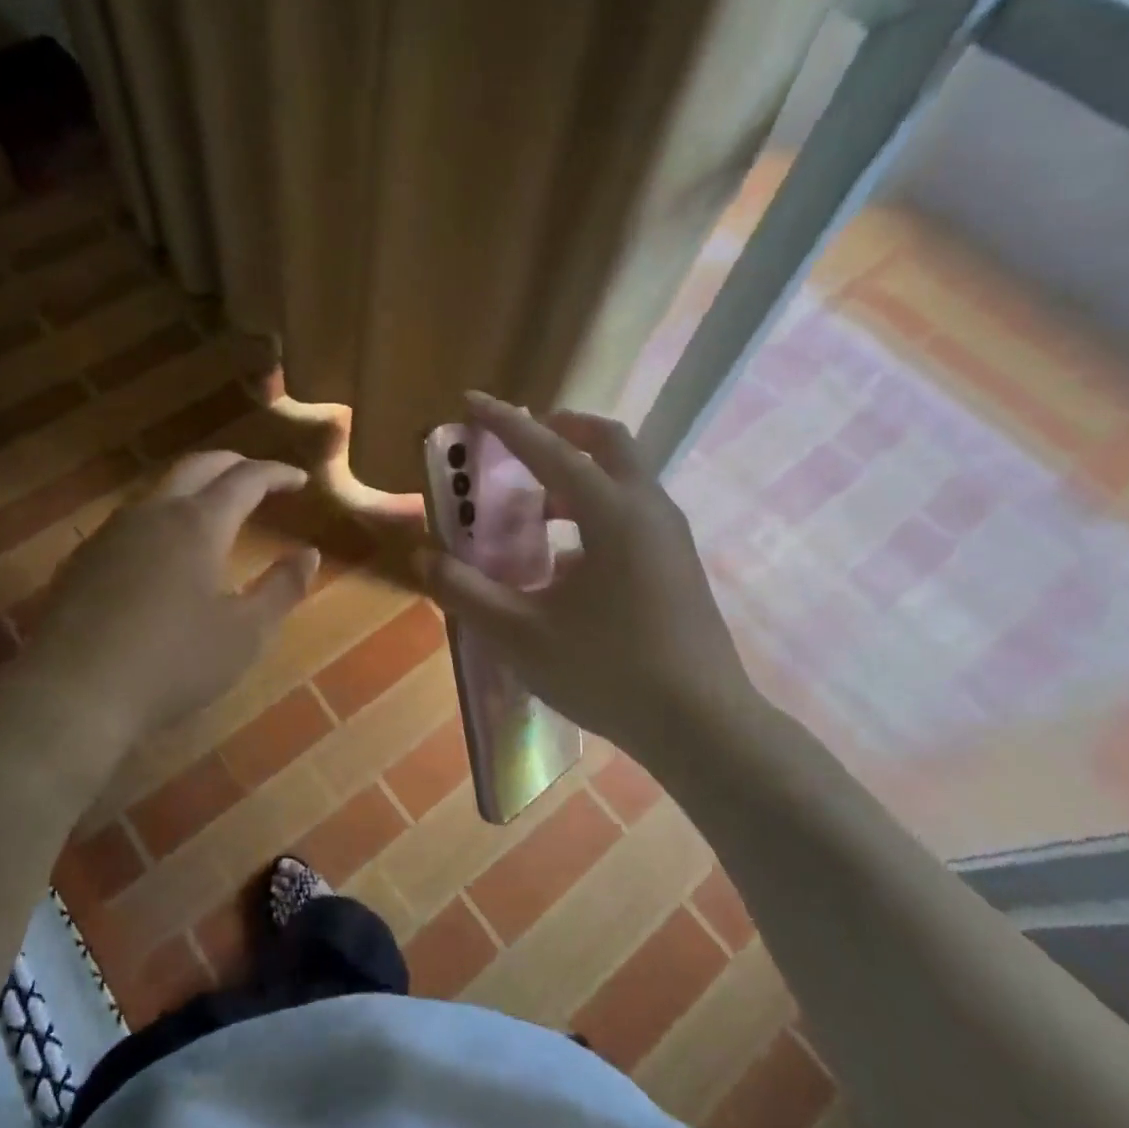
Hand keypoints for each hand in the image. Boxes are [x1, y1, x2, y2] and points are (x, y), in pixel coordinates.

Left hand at [0, 452, 318, 782]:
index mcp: (198, 523)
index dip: (276, 474)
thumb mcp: (246, 634)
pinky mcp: (84, 558)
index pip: (246, 479)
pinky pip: (133, 517)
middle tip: (260, 479)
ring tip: (216, 508)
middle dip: (234, 464)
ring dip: (195, 487)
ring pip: (160, 488)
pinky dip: (164, 514)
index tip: (299, 480)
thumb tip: (309, 554)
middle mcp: (154, 513)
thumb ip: (282, 588)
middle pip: (198, 466)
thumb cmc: (173, 663)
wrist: (72, 694)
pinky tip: (166, 549)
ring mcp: (112, 532)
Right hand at [417, 393, 757, 759]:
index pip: (549, 450)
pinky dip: (593, 511)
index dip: (505, 423)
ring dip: (576, 475)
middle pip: (607, 442)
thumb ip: (467, 592)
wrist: (704, 727)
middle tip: (519, 443)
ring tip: (531, 509)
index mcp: (612, 514)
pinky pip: (631, 513)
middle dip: (560, 430)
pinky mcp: (677, 564)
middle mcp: (647, 510)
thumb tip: (425, 558)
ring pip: (623, 478)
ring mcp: (669, 537)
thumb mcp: (522, 635)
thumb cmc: (609, 672)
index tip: (472, 400)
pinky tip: (564, 561)